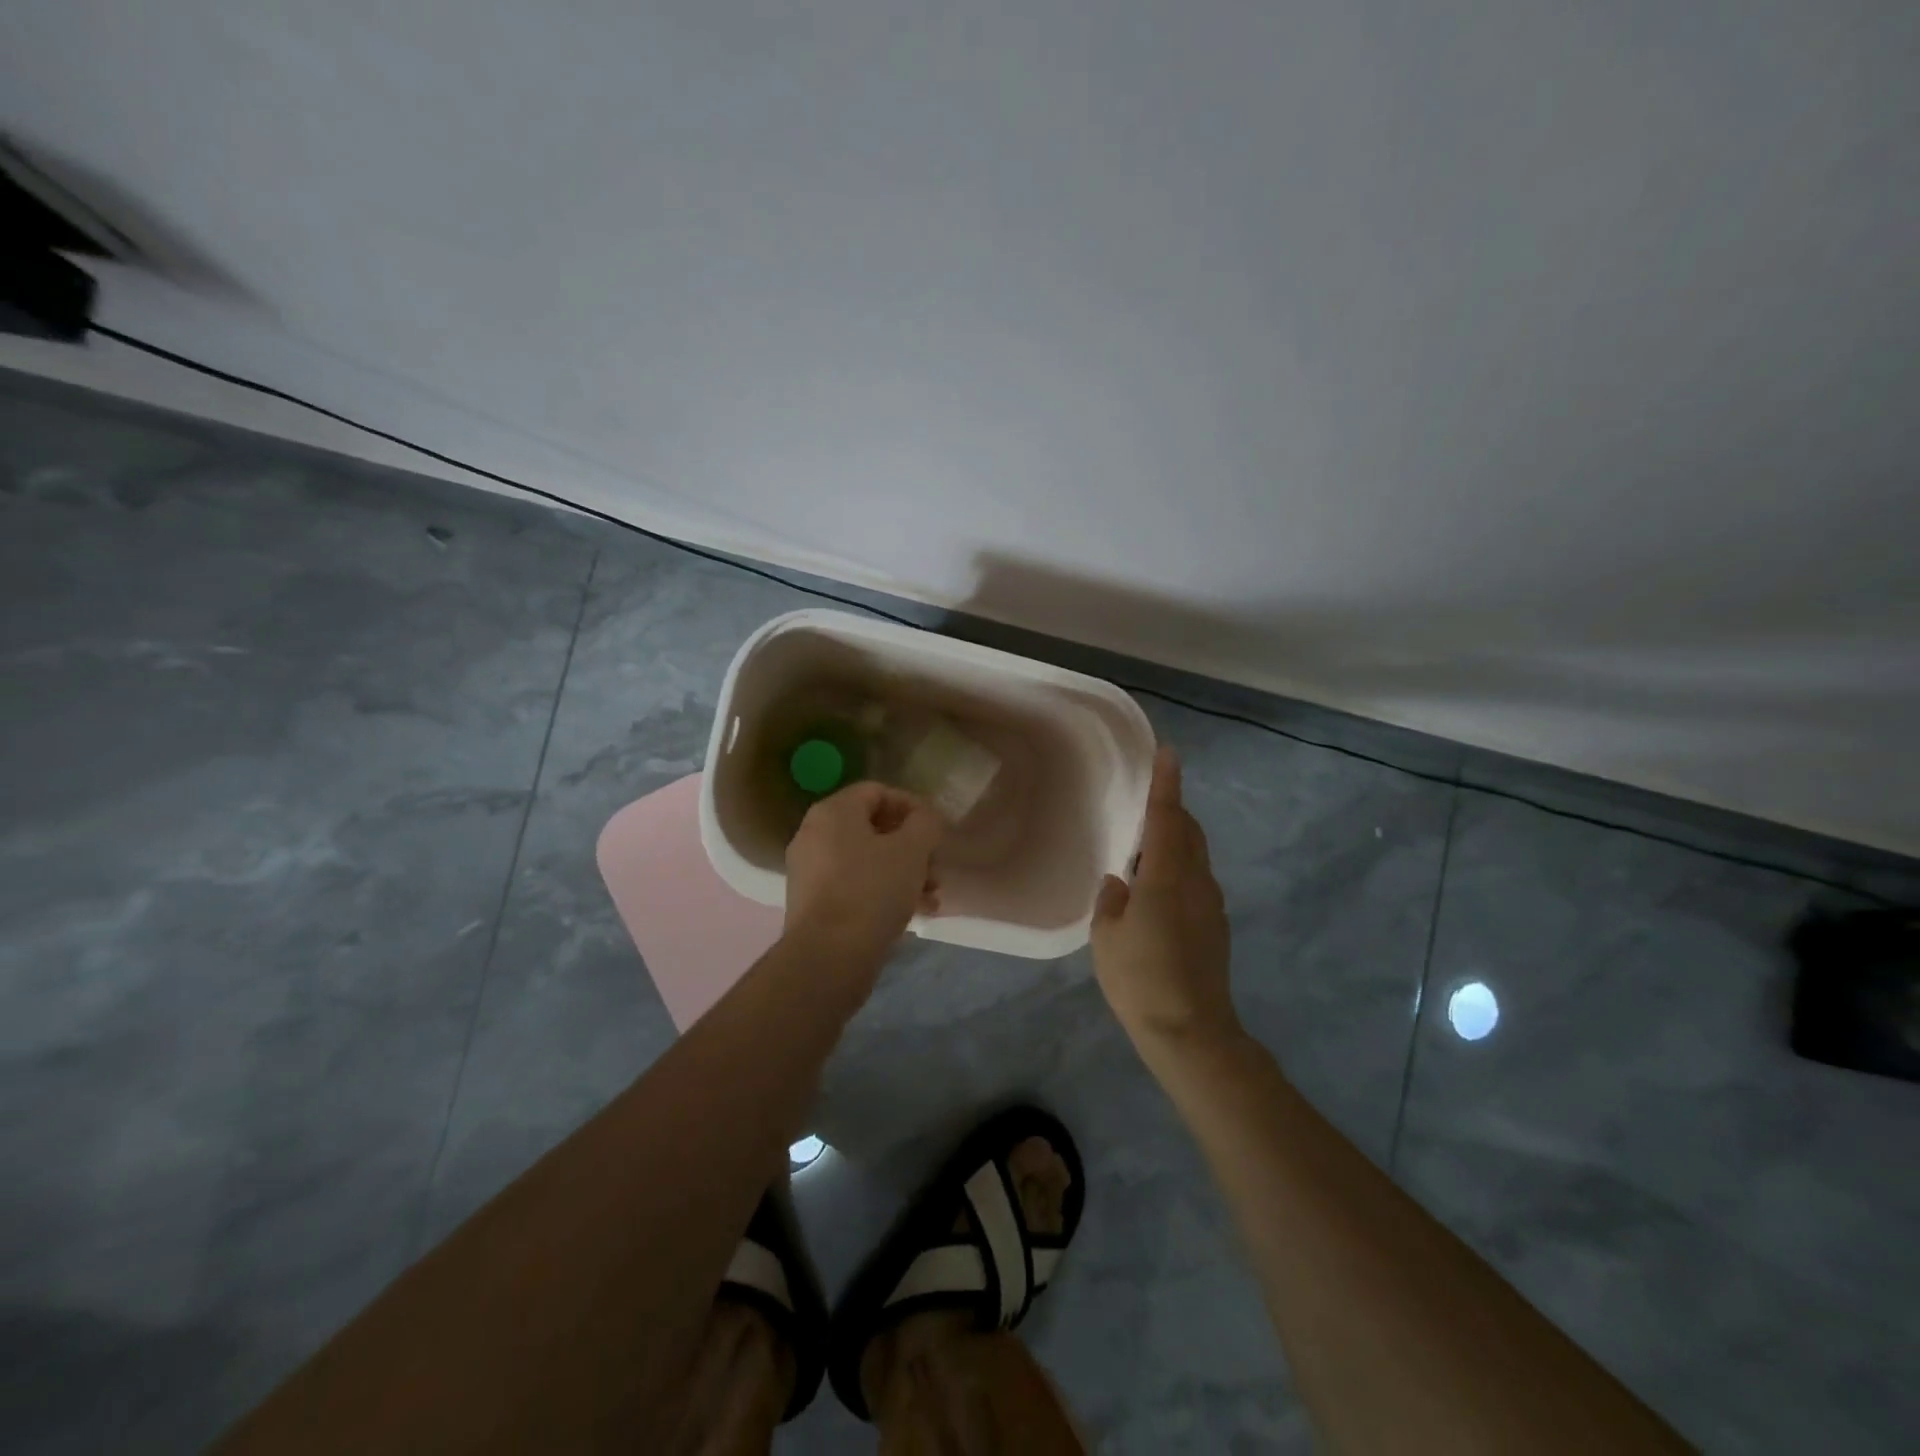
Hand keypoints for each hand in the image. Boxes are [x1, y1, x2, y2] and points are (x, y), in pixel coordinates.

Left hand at [784, 781, 943, 971]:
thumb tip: (924, 819)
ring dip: (903, 873)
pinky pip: (854, 885)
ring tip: (932, 896)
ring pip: (866, 860)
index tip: (937, 829)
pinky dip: (883, 892)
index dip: (912, 806)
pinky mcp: (813, 903)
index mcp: (833, 812)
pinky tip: (913, 913)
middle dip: (912, 847)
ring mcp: (810, 870)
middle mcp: (814, 834)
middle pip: (873, 828)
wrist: (828, 957)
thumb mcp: (912, 850)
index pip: (878, 792)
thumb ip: (925, 824)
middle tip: (936, 866)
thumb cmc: (872, 890)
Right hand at [1091, 746, 1238, 1050]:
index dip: (1166, 783)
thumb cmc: (1140, 980)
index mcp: (1166, 877)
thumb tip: (1120, 881)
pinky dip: (1179, 868)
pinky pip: (1196, 880)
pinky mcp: (1215, 926)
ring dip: (1176, 841)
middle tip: (1148, 802)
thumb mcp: (1107, 936)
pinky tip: (1156, 892)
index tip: (1168, 752)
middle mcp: (1196, 882)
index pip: (1167, 817)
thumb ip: (1112, 900)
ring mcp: (1211, 904)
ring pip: (1195, 856)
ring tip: (1146, 848)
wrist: (1190, 1031)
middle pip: (1189, 831)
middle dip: (1173, 809)